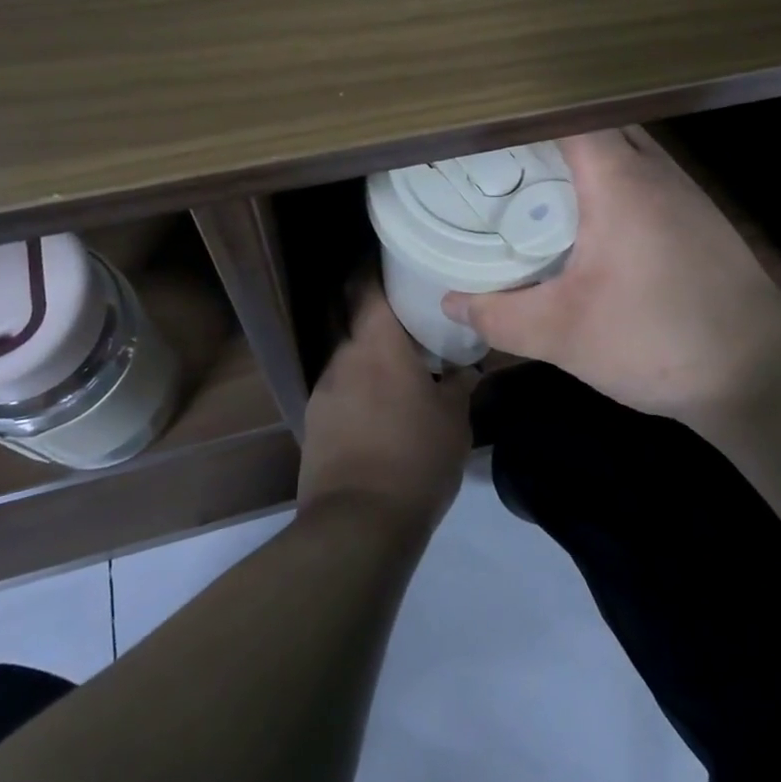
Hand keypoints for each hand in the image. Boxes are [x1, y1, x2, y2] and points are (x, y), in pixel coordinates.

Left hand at [297, 287, 472, 535]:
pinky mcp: (315, 422)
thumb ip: (460, 384)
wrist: (358, 525)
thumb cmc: (415, 458)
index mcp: (377, 345)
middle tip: (403, 307)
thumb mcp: (454, 420)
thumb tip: (466, 368)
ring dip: (366, 351)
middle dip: (370, 306)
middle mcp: (343, 358)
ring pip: (345, 354)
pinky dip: (358, 384)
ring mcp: (323, 390)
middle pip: (349, 315)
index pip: (365, 286)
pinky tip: (379, 405)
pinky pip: (339, 387)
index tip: (392, 257)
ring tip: (397, 363)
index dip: (373, 265)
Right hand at [441, 128, 780, 429]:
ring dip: (587, 160)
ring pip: (627, 152)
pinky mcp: (702, 220)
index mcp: (619, 179)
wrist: (761, 374)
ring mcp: (685, 193)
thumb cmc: (656, 339)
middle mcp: (655, 171)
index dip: (527, 112)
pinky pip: (647, 180)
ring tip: (543, 186)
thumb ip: (499, 315)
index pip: (568, 114)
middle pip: (597, 126)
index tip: (490, 126)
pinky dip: (615, 185)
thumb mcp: (563, 334)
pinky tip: (597, 227)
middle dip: (552, 135)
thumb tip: (451, 301)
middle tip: (507, 160)